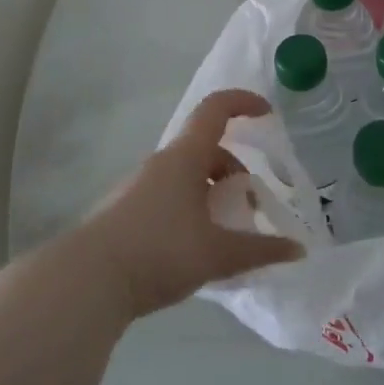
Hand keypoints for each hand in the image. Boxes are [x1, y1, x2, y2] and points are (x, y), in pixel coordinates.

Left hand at [77, 89, 303, 319]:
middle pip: (206, 150)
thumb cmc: (158, 251)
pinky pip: (169, 198)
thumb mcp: (216, 254)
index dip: (244, 102)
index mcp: (185, 157)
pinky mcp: (125, 214)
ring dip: (211, 194)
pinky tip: (194, 250)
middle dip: (233, 171)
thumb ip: (259, 250)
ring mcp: (139, 188)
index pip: (216, 109)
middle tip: (249, 207)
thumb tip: (298, 250)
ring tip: (224, 234)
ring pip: (186, 176)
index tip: (268, 114)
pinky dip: (190, 210)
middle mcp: (161, 163)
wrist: (85, 282)